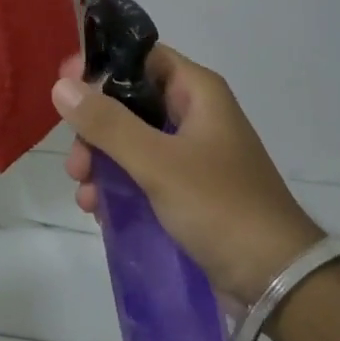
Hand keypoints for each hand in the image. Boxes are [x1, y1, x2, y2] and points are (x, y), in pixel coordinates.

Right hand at [55, 44, 320, 306]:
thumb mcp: (158, 163)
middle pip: (129, 100)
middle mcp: (194, 114)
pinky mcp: (188, 189)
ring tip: (84, 193)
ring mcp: (191, 153)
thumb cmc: (221, 206)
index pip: (140, 56)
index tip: (64, 86)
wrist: (279, 283)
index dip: (101, 65)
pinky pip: (141, 172)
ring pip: (131, 139)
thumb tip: (61, 86)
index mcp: (197, 92)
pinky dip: (118, 184)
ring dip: (101, 159)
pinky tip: (98, 209)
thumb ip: (107, 124)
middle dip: (95, 127)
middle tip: (75, 160)